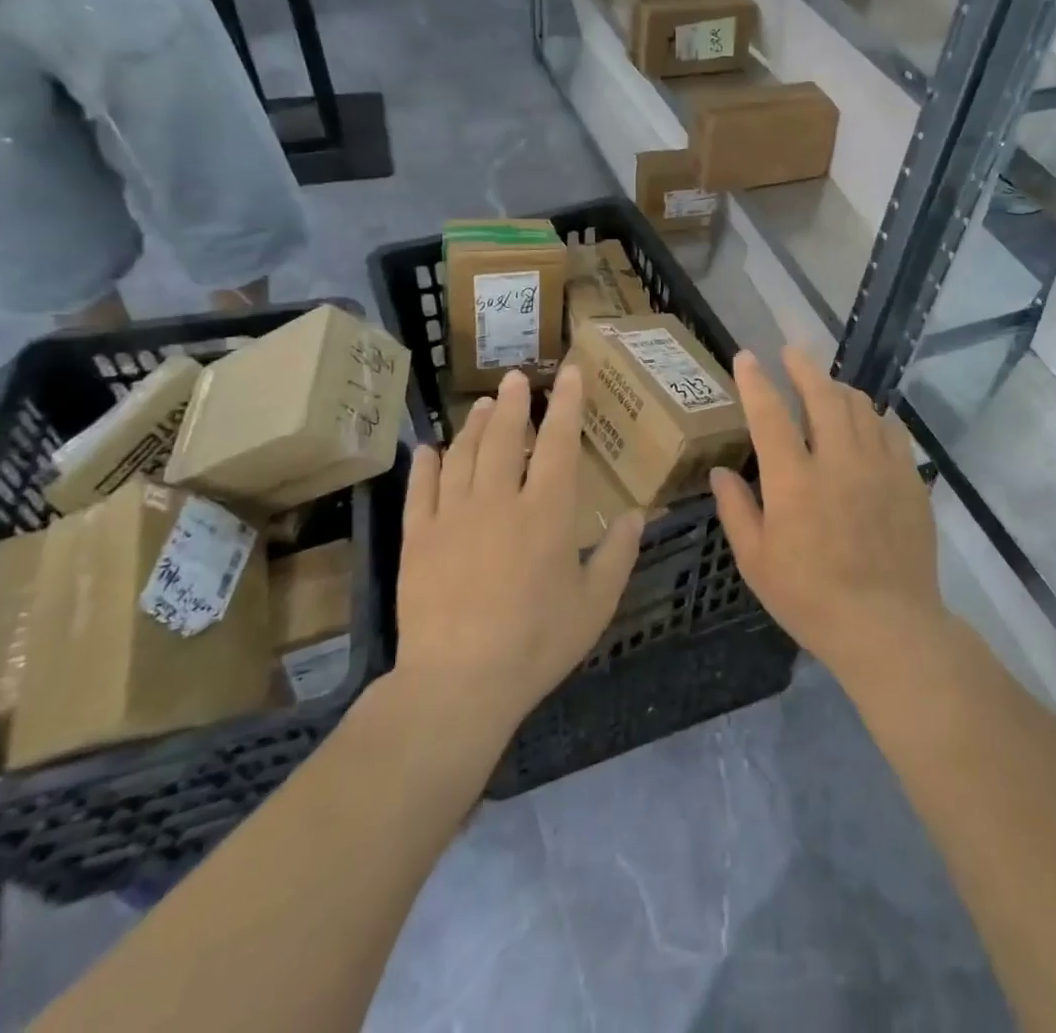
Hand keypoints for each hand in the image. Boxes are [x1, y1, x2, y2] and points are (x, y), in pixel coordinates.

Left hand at [395, 366, 641, 736]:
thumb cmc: (538, 642)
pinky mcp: (418, 539)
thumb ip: (619, 553)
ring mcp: (452, 516)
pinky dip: (425, 466)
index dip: (566, 404)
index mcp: (547, 511)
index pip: (558, 442)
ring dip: (475, 425)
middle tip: (514, 378)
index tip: (568, 373)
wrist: (460, 681)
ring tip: (483, 405)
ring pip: (462, 455)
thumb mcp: (596, 603)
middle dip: (513, 403)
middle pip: (504, 438)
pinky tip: (428, 450)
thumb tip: (637, 514)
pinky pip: (420, 491)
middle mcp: (499, 500)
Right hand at [711, 347, 944, 684]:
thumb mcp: (756, 562)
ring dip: (839, 388)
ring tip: (826, 386)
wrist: (888, 626)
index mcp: (794, 481)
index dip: (756, 381)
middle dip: (803, 367)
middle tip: (792, 352)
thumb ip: (736, 510)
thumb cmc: (811, 598)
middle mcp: (838, 461)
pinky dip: (874, 416)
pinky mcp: (909, 480)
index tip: (747, 357)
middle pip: (822, 395)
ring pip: (860, 406)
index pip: (770, 414)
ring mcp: (879, 467)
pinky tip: (868, 420)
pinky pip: (892, 431)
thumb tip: (722, 471)